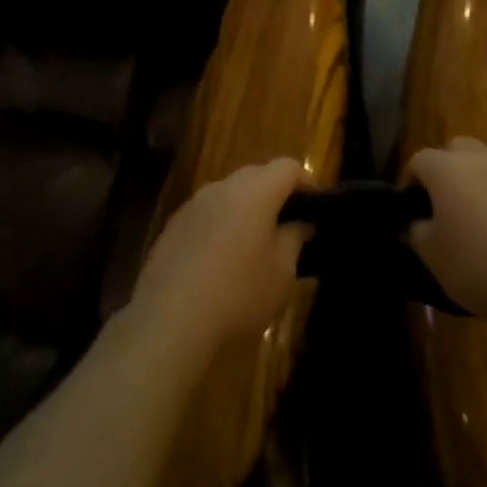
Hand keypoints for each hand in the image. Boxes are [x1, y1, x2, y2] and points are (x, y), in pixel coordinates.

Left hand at [129, 158, 309, 353]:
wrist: (169, 319)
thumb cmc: (238, 292)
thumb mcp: (281, 272)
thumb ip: (294, 239)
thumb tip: (300, 223)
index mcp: (255, 190)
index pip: (288, 167)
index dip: (307, 182)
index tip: (316, 208)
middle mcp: (222, 187)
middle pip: (257, 175)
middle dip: (276, 195)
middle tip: (289, 227)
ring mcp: (193, 204)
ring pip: (229, 194)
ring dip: (246, 210)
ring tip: (256, 246)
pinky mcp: (173, 226)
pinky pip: (207, 215)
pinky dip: (221, 226)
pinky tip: (222, 261)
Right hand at [406, 138, 486, 324]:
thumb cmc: (479, 264)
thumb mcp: (433, 257)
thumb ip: (417, 232)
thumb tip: (415, 224)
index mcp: (447, 169)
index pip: (419, 161)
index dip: (410, 182)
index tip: (411, 209)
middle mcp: (481, 158)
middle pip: (456, 150)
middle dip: (446, 169)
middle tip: (444, 204)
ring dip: (479, 182)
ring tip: (479, 218)